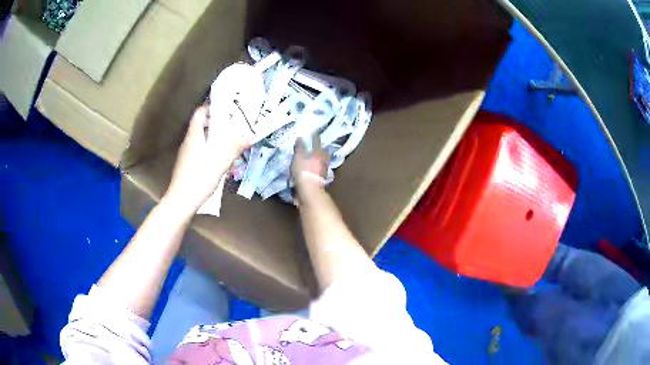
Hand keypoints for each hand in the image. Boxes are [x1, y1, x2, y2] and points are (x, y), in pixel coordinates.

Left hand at [164, 106, 250, 214]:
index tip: (226, 106)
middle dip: (216, 121)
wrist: (181, 200)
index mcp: (195, 135)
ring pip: (201, 138)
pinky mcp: (187, 165)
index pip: (200, 113)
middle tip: (232, 122)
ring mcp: (186, 154)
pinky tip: (219, 157)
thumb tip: (251, 136)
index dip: (211, 106)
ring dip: (213, 135)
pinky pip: (199, 149)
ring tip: (229, 138)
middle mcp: (188, 141)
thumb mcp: (220, 161)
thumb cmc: (199, 177)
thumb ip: (235, 147)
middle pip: (201, 124)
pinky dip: (209, 147)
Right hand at [292, 134, 329, 193]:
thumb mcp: (298, 157)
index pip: (317, 141)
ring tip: (313, 155)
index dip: (315, 135)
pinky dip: (316, 167)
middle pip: (322, 151)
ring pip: (322, 160)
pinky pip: (318, 169)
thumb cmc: (303, 172)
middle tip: (315, 144)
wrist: (309, 191)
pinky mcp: (321, 179)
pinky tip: (312, 167)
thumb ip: (300, 147)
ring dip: (318, 157)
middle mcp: (323, 160)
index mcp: (318, 152)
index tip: (313, 131)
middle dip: (319, 147)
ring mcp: (323, 170)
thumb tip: (301, 137)